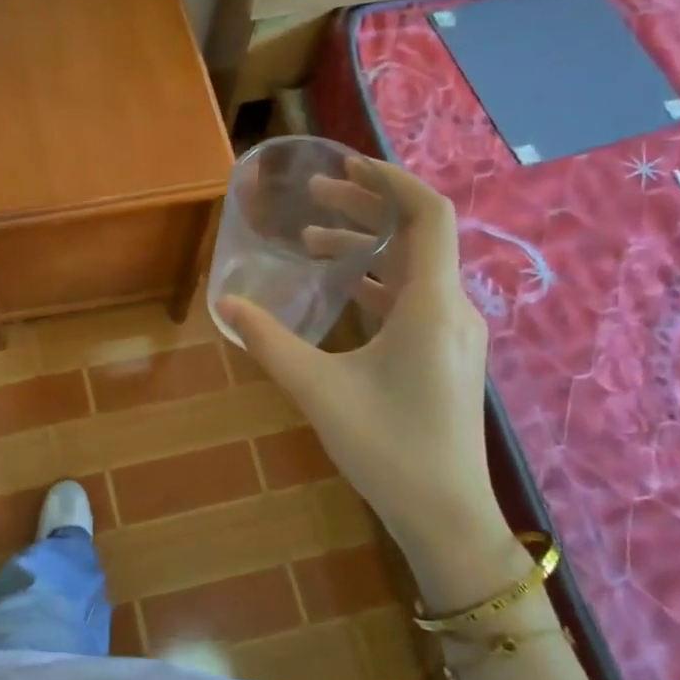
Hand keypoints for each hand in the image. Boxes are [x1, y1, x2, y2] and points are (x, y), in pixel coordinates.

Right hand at [218, 159, 514, 601]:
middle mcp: (453, 307)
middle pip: (419, 233)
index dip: (391, 179)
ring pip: (415, 266)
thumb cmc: (387, 448)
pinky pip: (414, 296)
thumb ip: (269, 341)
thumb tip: (225, 304)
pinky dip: (377, 279)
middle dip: (368, 205)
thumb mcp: (318, 390)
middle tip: (315, 194)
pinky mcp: (446, 353)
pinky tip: (339, 287)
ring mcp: (454, 332)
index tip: (346, 164)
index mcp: (432, 304)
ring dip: (368, 245)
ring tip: (314, 237)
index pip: (429, 214)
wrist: (446, 515)